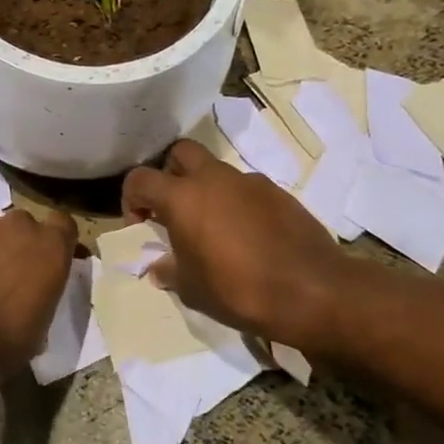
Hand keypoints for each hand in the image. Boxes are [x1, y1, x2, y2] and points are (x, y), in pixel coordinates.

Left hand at [0, 207, 77, 379]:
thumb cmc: (4, 342)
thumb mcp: (40, 326)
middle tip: (5, 273)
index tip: (48, 258)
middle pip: (21, 223)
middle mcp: (16, 226)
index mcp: (49, 247)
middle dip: (15, 242)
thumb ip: (40, 295)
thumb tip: (31, 297)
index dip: (55, 239)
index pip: (63, 225)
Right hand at [122, 139, 344, 345]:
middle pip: (180, 153)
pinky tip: (247, 237)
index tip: (141, 224)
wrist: (312, 291)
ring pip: (216, 171)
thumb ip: (170, 271)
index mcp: (183, 197)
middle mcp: (214, 179)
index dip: (131, 198)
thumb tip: (160, 266)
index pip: (140, 178)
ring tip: (213, 229)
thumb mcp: (192, 289)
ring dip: (206, 191)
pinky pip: (246, 189)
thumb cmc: (238, 290)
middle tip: (173, 209)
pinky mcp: (279, 193)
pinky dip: (237, 204)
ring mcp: (250, 182)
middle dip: (169, 174)